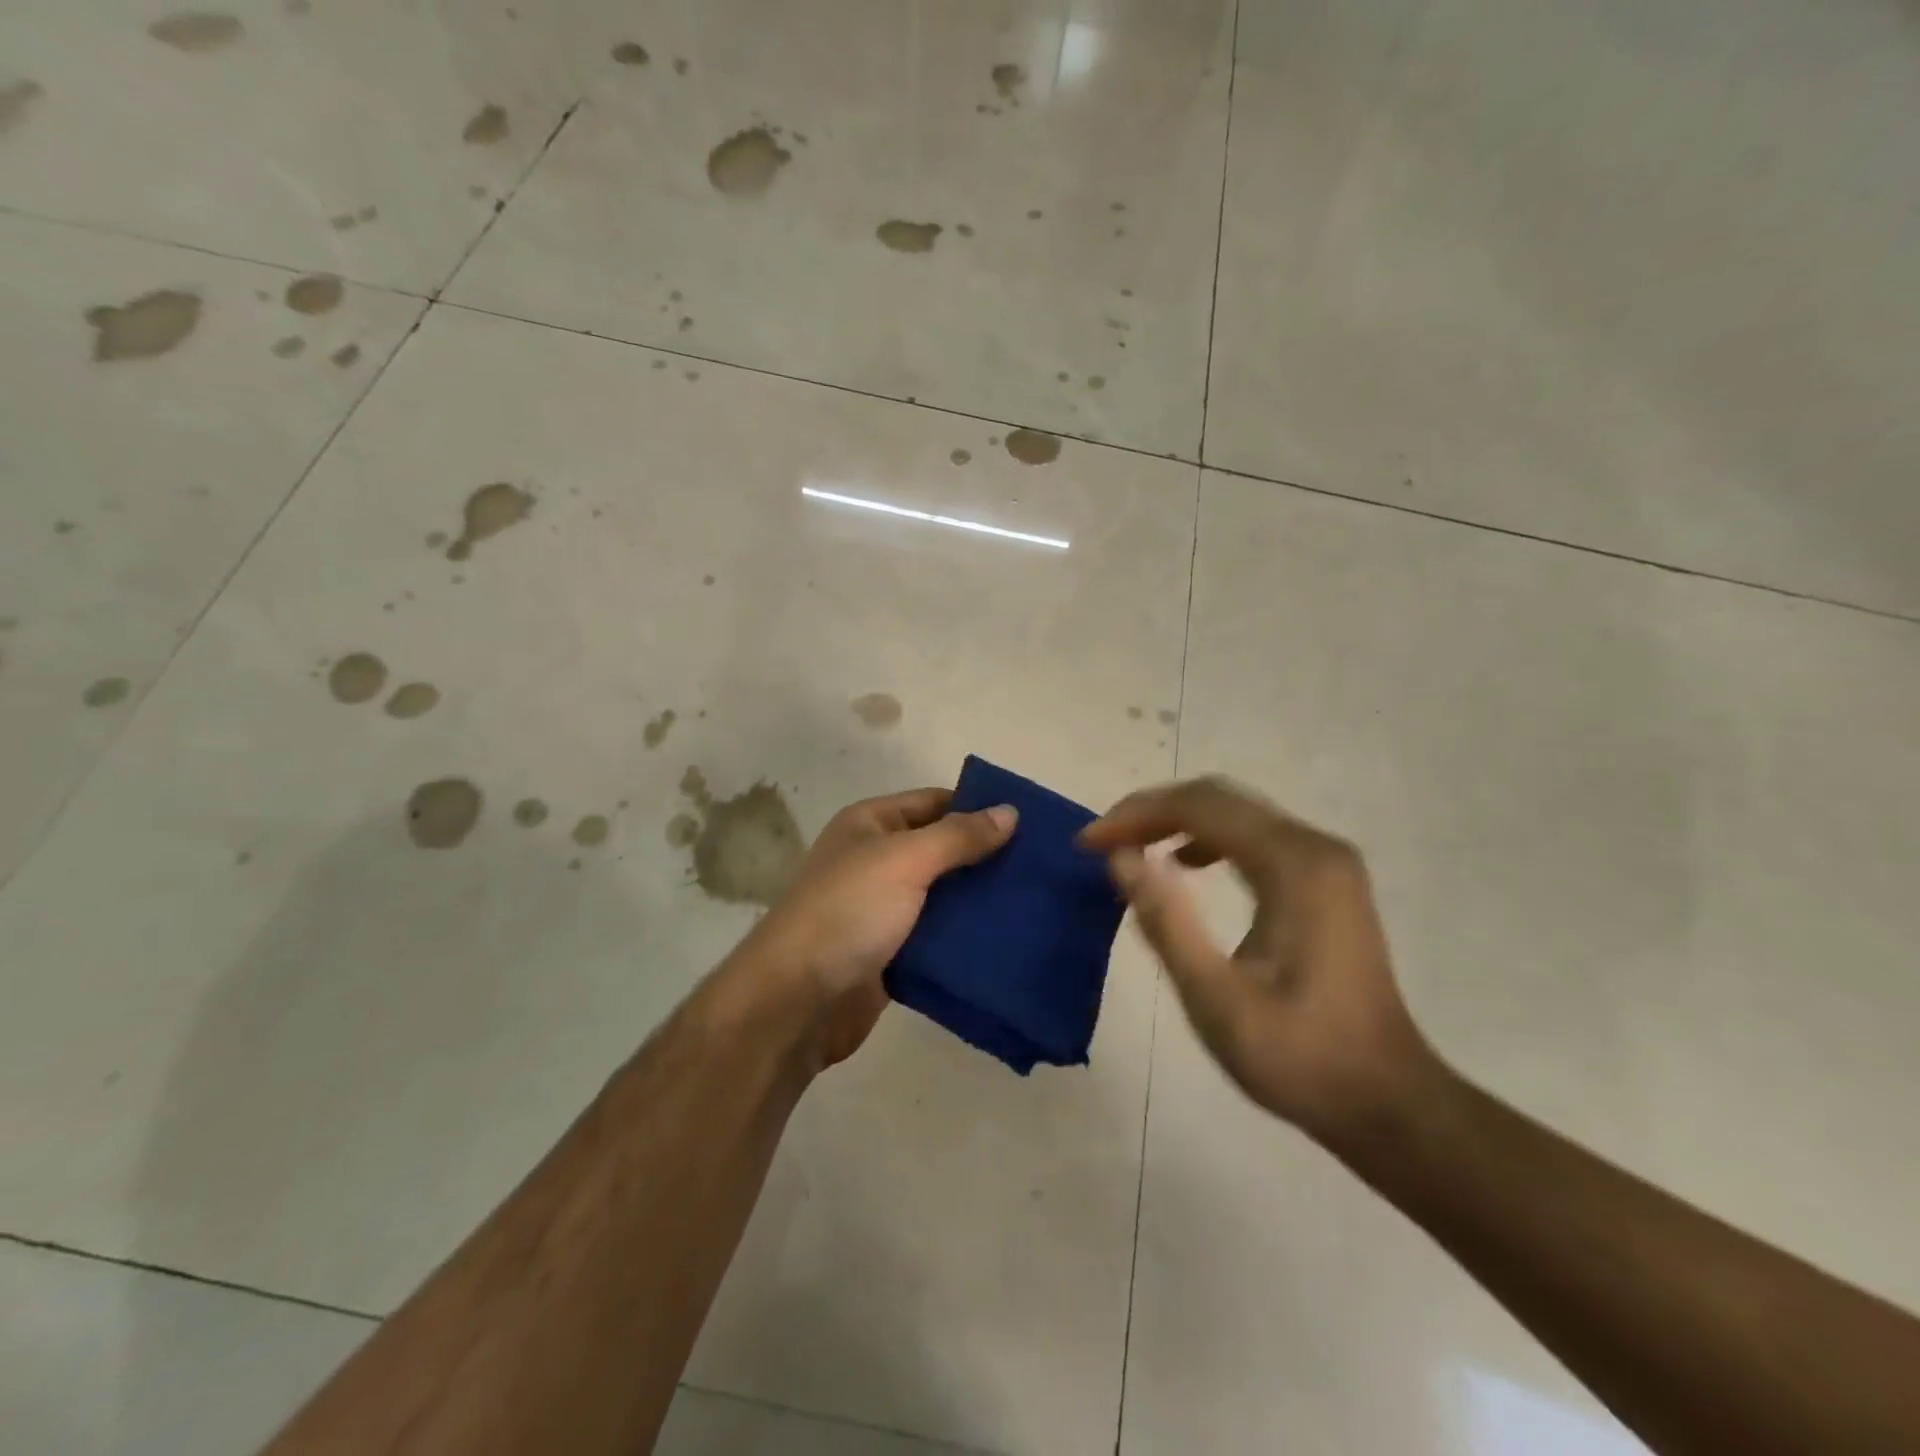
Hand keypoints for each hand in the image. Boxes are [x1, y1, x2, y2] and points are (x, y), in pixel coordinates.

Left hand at [740, 788, 1015, 1068]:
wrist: (798, 1000)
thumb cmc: (849, 911)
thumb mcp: (905, 860)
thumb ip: (959, 836)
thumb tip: (1010, 811)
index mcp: (871, 824)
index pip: (935, 802)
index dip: (978, 808)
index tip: (1031, 823)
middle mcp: (876, 859)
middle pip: (942, 848)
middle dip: (986, 856)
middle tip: (1042, 867)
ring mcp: (883, 907)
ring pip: (943, 894)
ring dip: (980, 898)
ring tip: (1034, 901)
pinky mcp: (892, 951)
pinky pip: (937, 934)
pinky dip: (965, 935)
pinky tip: (1007, 938)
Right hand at [1079, 776, 1432, 1141]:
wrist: (1387, 1101)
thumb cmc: (1300, 1058)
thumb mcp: (1217, 1000)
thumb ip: (1167, 922)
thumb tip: (1120, 857)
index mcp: (1294, 865)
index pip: (1200, 807)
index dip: (1135, 815)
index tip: (1087, 843)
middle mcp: (1314, 847)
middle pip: (1218, 799)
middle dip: (1151, 812)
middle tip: (1102, 843)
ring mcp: (1325, 861)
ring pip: (1236, 813)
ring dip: (1176, 821)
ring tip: (1130, 849)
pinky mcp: (1325, 880)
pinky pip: (1255, 836)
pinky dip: (1207, 839)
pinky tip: (1184, 864)